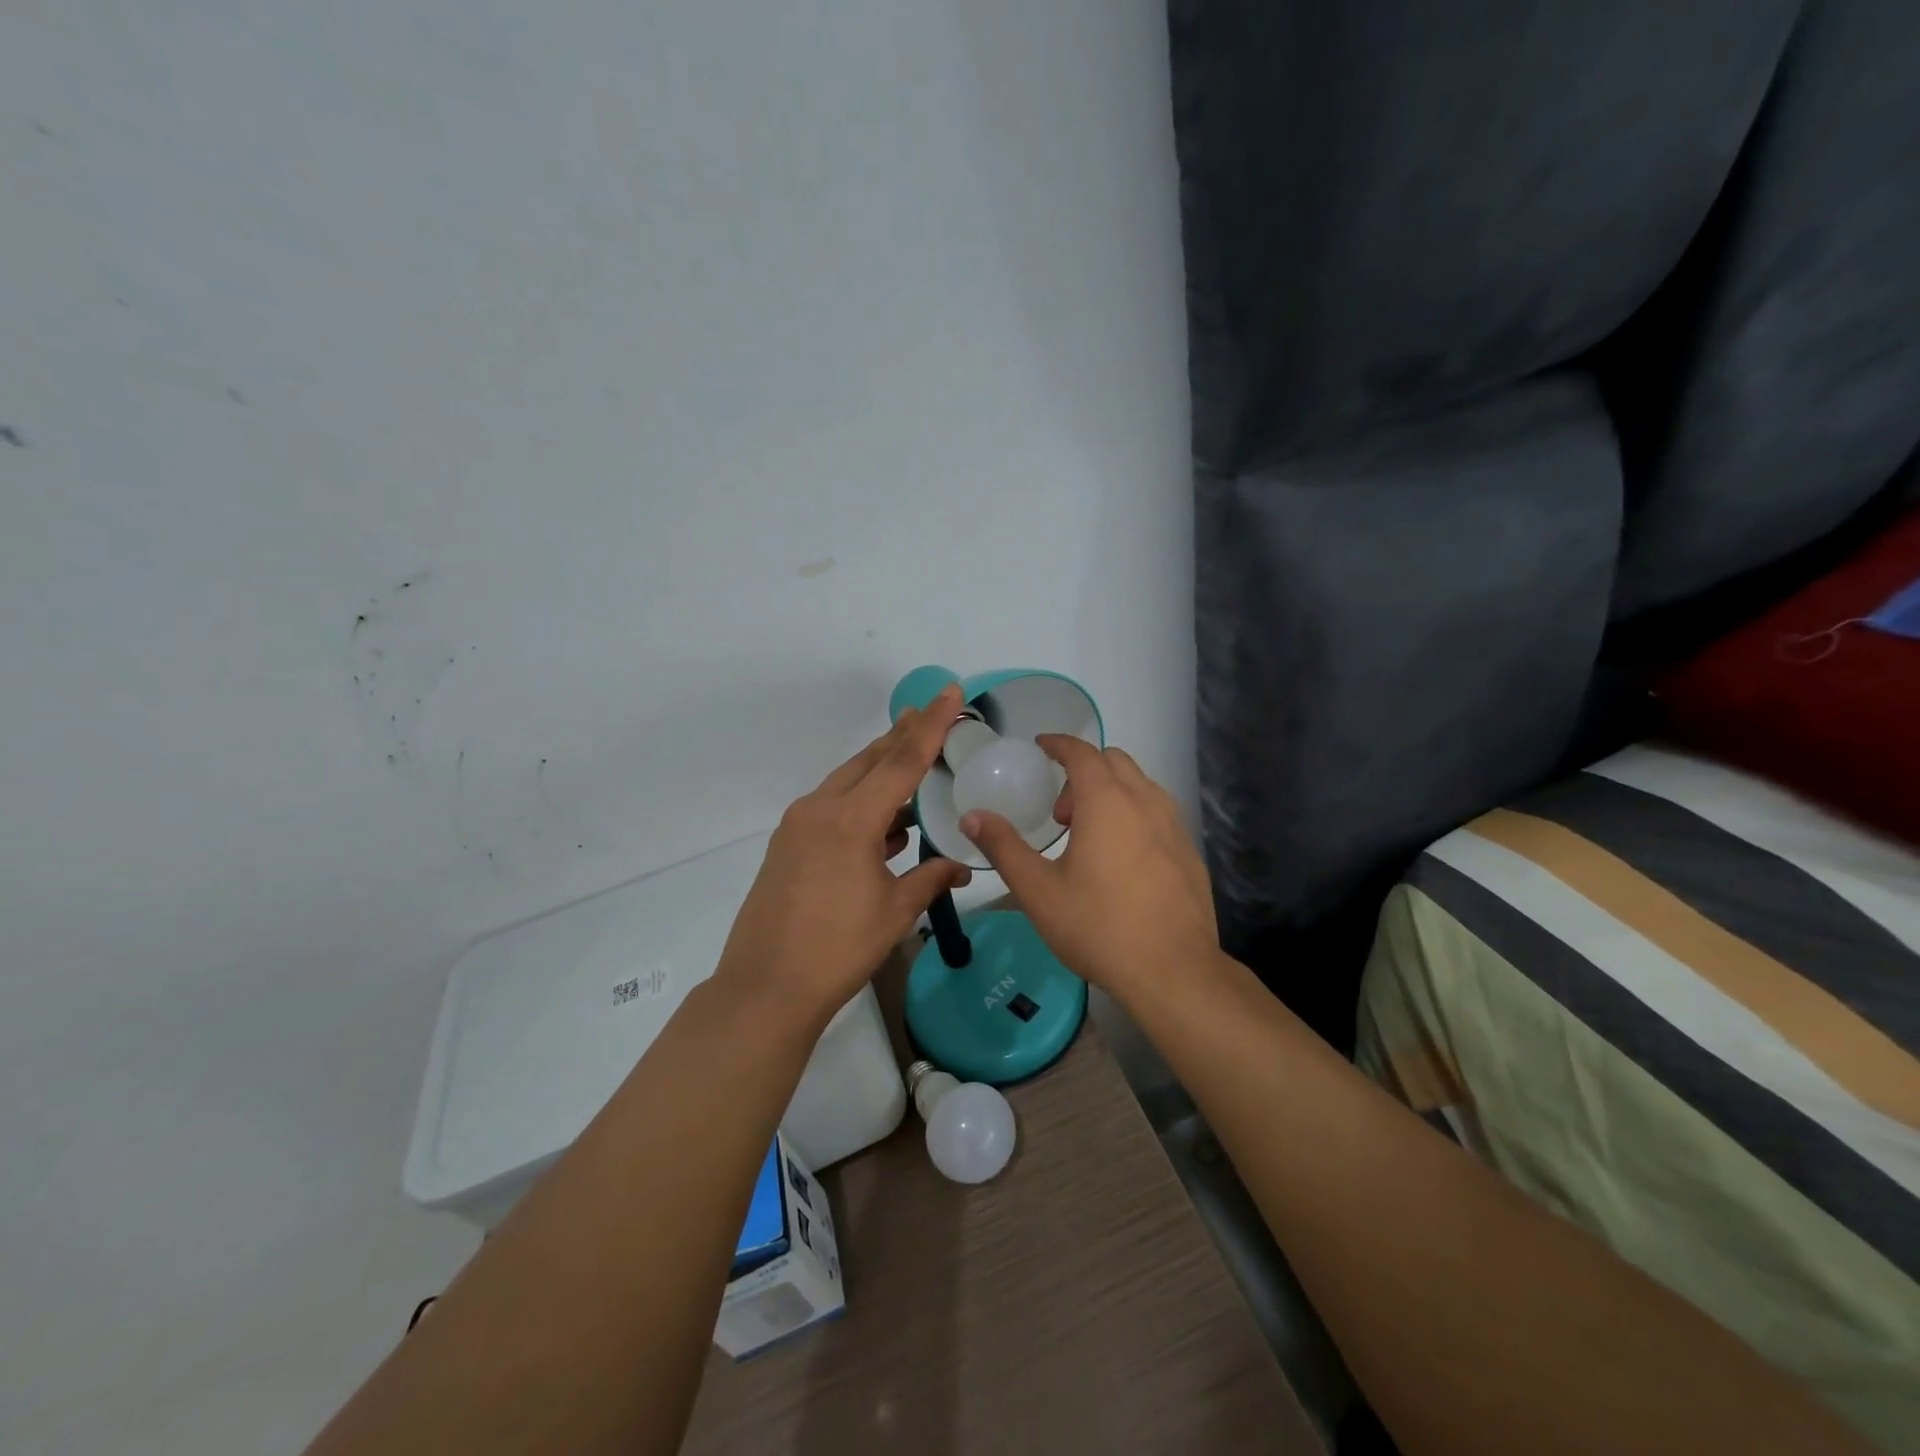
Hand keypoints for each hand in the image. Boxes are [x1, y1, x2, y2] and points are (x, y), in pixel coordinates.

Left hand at [714, 684, 972, 1026]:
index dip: (931, 726)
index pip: (901, 761)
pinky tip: (884, 819)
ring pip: (847, 781)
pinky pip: (832, 806)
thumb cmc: (838, 949)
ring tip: (911, 756)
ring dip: (880, 768)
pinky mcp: (788, 844)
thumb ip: (931, 878)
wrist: (766, 987)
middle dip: (902, 735)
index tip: (949, 692)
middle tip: (930, 711)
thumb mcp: (894, 912)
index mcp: (850, 819)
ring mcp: (798, 826)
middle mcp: (820, 809)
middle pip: (869, 760)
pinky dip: (861, 801)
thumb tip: (962, 867)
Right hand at [960, 736, 1217, 1003]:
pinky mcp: (1190, 852)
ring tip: (1089, 836)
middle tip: (1061, 813)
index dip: (1059, 744)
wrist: (1173, 972)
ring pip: (1141, 786)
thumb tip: (972, 816)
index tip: (1041, 746)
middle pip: (1114, 761)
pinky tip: (1123, 861)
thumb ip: (1003, 847)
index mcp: (1106, 802)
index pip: (1082, 752)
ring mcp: (1174, 826)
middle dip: (1083, 772)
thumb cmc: (1098, 926)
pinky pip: (1159, 814)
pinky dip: (1135, 815)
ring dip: (1111, 792)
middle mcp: (1145, 802)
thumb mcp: (1038, 890)